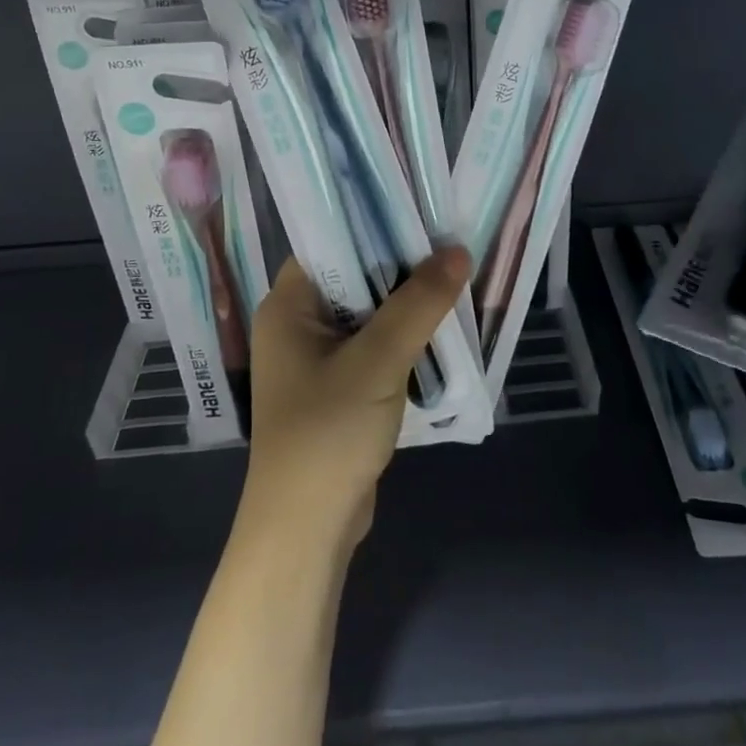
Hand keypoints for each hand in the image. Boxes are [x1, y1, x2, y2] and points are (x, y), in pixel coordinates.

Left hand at [237, 248, 470, 556]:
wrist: (307, 531)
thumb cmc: (328, 433)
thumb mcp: (378, 361)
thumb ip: (418, 303)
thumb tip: (458, 251)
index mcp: (288, 305)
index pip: (329, 243)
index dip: (373, 227)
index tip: (420, 214)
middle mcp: (297, 324)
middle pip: (352, 276)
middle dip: (400, 266)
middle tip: (449, 245)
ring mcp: (316, 358)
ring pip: (368, 312)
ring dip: (406, 303)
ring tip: (454, 278)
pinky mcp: (337, 386)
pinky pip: (373, 344)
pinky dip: (402, 336)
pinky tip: (440, 327)